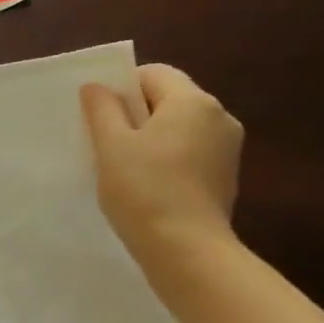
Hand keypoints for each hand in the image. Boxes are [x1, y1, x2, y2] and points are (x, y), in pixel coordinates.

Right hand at [80, 64, 241, 270]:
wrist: (186, 248)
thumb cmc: (143, 189)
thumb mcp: (111, 145)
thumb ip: (102, 109)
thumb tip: (96, 87)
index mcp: (193, 101)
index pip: (153, 74)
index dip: (122, 87)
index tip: (100, 116)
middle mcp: (219, 116)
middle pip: (169, 98)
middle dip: (136, 113)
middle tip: (106, 141)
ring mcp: (227, 148)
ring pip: (180, 126)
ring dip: (151, 137)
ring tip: (125, 166)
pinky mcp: (226, 175)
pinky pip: (191, 150)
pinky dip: (168, 157)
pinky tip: (148, 184)